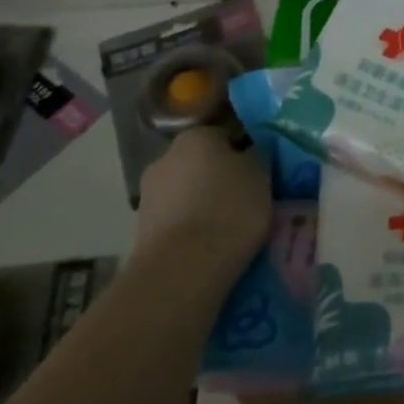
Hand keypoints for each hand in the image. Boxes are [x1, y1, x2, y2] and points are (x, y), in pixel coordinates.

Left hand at [132, 127, 270, 279]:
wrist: (182, 268)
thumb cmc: (229, 209)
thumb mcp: (261, 173)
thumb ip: (256, 157)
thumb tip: (250, 154)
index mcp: (196, 136)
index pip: (226, 135)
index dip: (245, 153)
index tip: (261, 174)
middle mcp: (165, 157)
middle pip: (202, 163)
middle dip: (221, 178)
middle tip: (247, 199)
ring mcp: (149, 195)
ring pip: (187, 193)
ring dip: (204, 204)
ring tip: (230, 227)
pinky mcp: (141, 230)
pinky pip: (177, 221)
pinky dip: (191, 228)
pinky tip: (209, 245)